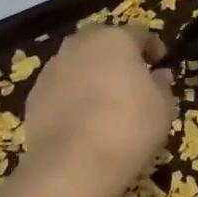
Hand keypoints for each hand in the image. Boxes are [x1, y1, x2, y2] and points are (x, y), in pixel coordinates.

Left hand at [20, 24, 176, 196]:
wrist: (73, 164)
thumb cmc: (129, 127)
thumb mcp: (163, 108)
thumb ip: (162, 86)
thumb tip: (159, 75)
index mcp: (115, 40)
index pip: (139, 32)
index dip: (152, 46)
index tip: (160, 63)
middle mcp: (80, 45)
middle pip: (102, 41)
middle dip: (116, 54)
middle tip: (130, 78)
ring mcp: (53, 68)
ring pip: (77, 62)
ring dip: (91, 73)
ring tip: (103, 100)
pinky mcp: (34, 95)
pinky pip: (59, 87)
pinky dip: (71, 95)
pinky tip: (81, 119)